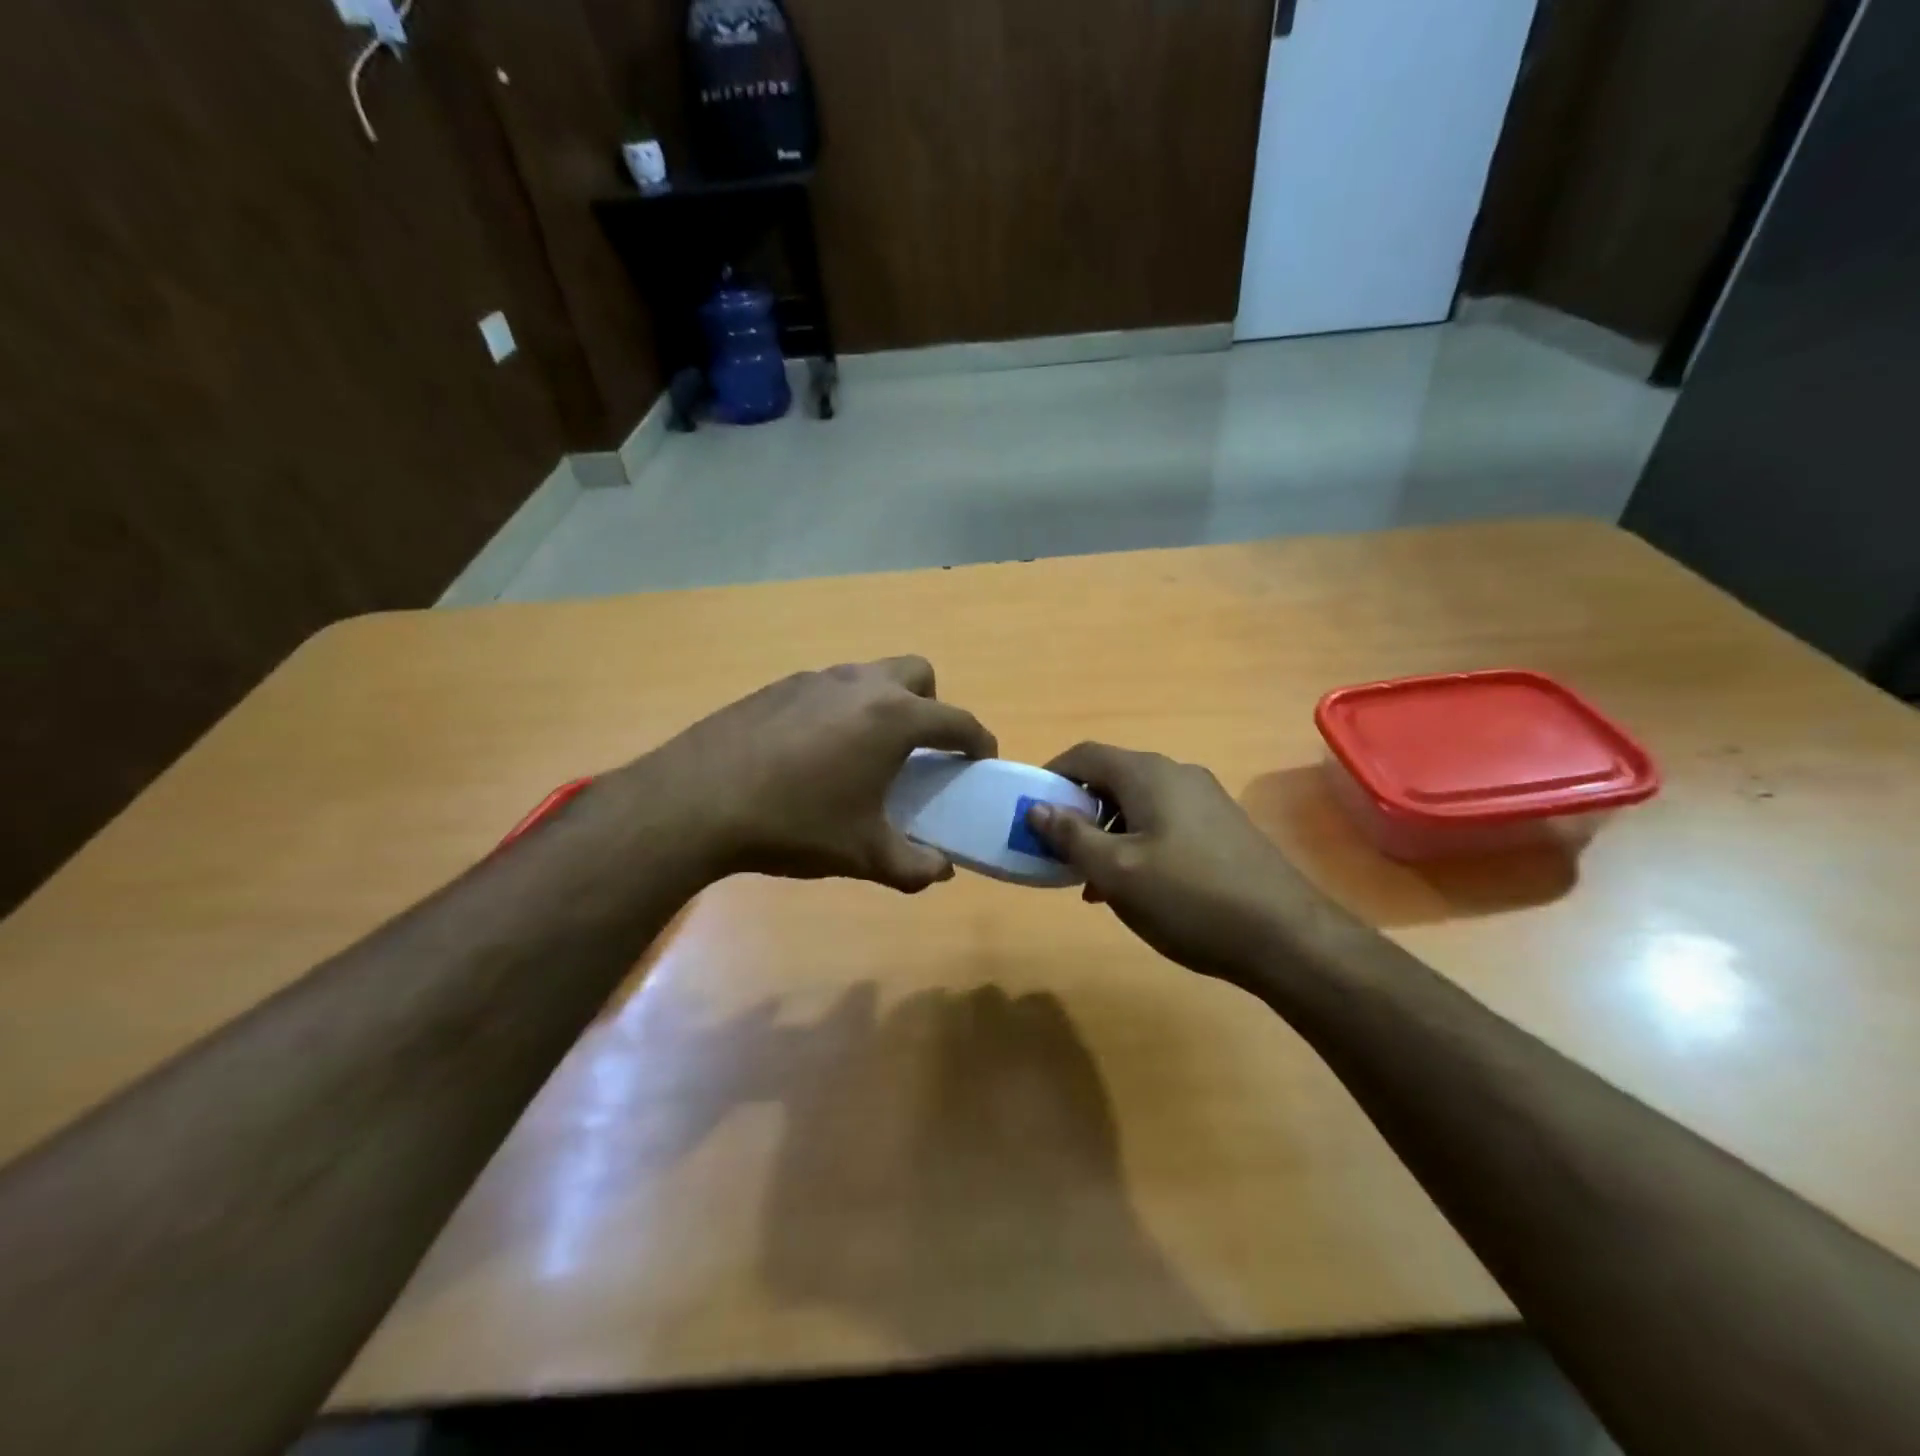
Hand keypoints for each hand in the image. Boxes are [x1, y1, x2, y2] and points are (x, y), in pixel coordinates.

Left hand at [624, 656, 996, 892]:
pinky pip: (830, 688)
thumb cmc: (796, 823)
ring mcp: (817, 679)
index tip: (981, 759)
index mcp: (894, 718)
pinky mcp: (780, 686)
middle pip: (918, 674)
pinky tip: (815, 753)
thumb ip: (913, 865)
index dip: (978, 741)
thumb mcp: (863, 853)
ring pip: (870, 676)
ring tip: (865, 753)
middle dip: (932, 705)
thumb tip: (941, 871)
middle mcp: (862, 685)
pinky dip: (841, 710)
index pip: (957, 720)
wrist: (698, 801)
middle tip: (919, 749)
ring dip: (884, 705)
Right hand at [1026, 743, 1339, 984]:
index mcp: (1148, 774)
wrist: (1287, 937)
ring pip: (1138, 805)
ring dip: (1107, 833)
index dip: (1051, 776)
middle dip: (1078, 811)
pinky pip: (1165, 823)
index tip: (1029, 810)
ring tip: (1092, 880)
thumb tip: (1036, 808)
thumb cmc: (1189, 899)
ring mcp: (1206, 800)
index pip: (1085, 755)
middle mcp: (1178, 775)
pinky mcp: (1223, 828)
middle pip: (1112, 779)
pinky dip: (1138, 843)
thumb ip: (1071, 836)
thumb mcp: (1116, 872)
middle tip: (1058, 851)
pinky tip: (1136, 887)